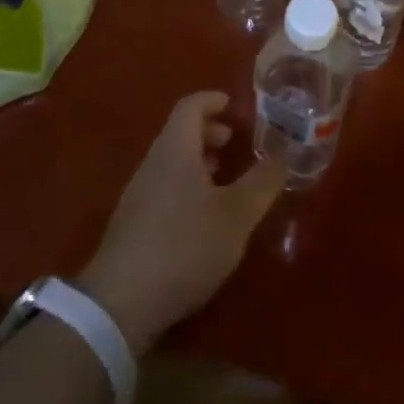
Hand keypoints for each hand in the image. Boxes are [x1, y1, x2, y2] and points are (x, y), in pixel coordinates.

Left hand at [78, 92, 283, 353]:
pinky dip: (187, 186)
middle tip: (235, 143)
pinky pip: (164, 187)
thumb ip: (262, 183)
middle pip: (180, 133)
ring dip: (198, 162)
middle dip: (209, 132)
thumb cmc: (184, 245)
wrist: (121, 303)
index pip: (191, 106)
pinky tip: (203, 217)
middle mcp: (153, 163)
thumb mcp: (236, 215)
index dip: (213, 100)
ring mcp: (139, 194)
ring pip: (172, 162)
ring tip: (224, 179)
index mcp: (175, 149)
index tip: (234, 105)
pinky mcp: (134, 224)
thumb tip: (283, 155)